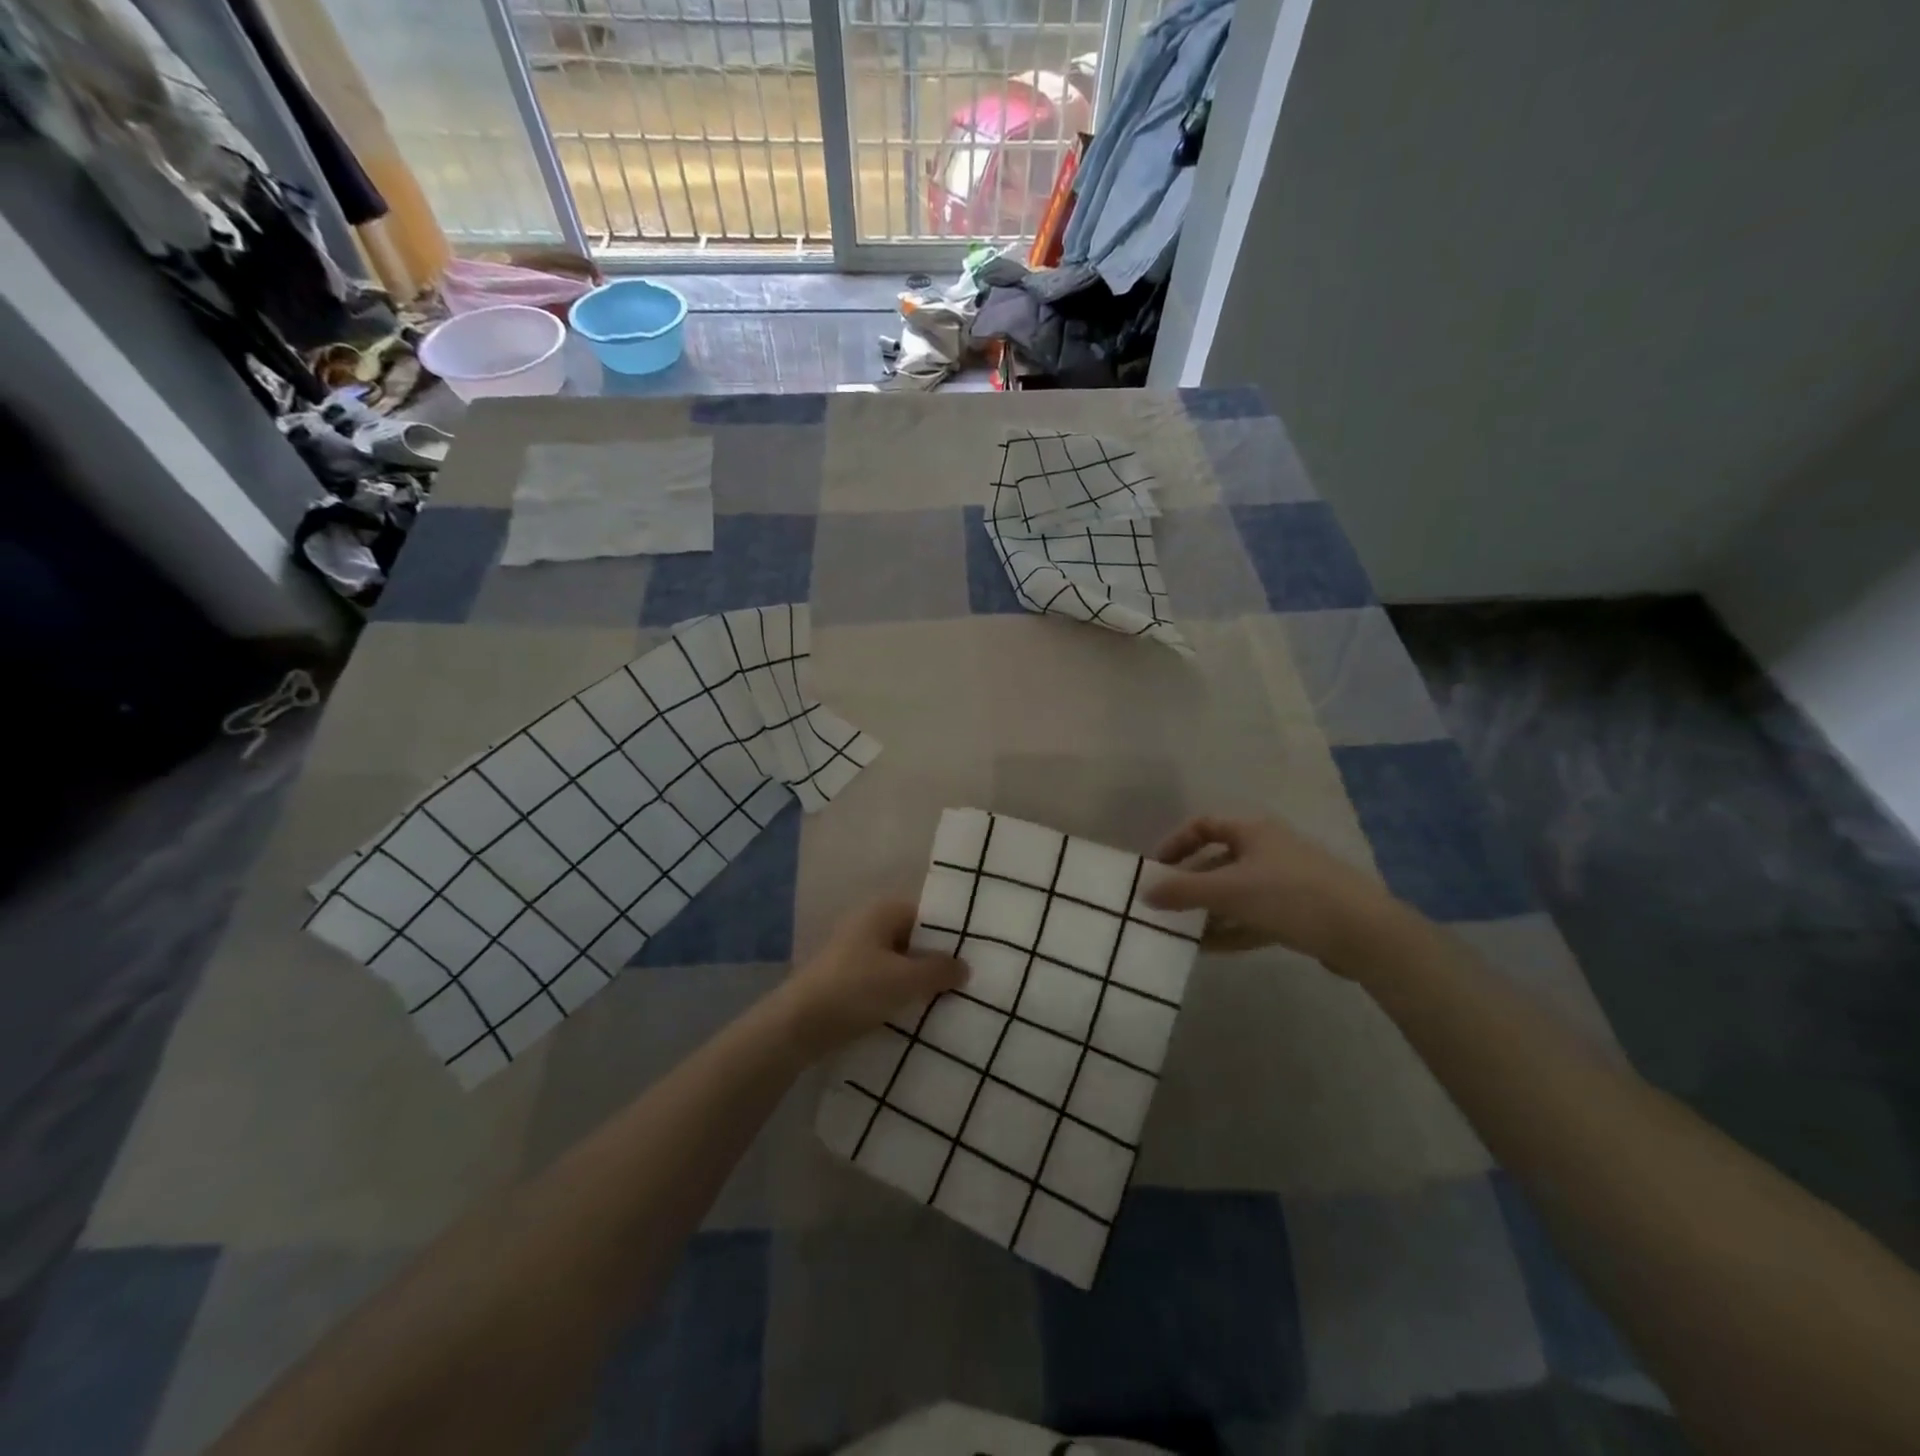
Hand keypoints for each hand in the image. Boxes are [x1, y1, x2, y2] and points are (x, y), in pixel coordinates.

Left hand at [775, 899, 966, 1059]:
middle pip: (913, 939)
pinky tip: (916, 1012)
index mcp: (882, 912)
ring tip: (947, 1001)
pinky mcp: (847, 980)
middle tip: (966, 982)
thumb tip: (964, 966)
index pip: (926, 915)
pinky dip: (899, 993)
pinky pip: (884, 981)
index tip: (974, 956)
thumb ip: (939, 971)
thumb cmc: (856, 990)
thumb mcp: (906, 980)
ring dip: (918, 981)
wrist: (798, 1025)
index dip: (949, 935)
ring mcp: (855, 953)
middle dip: (935, 961)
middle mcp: (868, 925)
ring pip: (898, 963)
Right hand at [1143, 814, 1407, 970]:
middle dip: (1190, 884)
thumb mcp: (1228, 891)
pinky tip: (1208, 949)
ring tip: (1181, 932)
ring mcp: (1286, 881)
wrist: (1364, 933)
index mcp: (1252, 830)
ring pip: (1235, 892)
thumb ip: (1182, 891)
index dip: (1176, 843)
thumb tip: (1144, 892)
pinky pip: (1253, 916)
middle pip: (1218, 860)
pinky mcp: (1299, 913)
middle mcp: (1268, 849)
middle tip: (1165, 906)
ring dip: (1208, 910)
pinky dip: (1231, 929)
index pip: (1203, 825)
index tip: (1156, 869)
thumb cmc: (1289, 896)